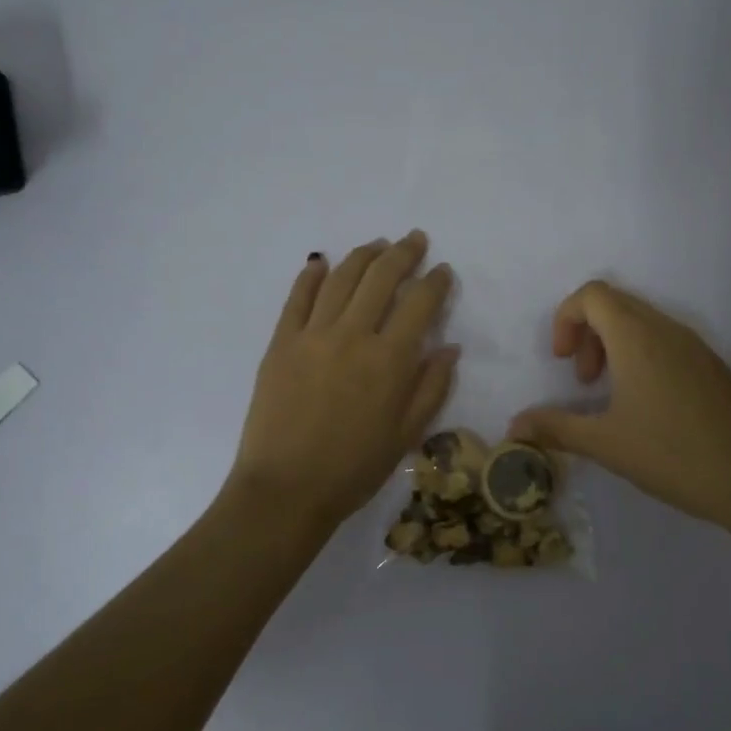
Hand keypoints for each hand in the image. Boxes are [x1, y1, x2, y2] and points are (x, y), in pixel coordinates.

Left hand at [229, 232, 457, 535]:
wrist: (285, 489)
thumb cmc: (354, 469)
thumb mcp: (406, 435)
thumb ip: (432, 387)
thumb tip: (450, 347)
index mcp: (390, 359)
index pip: (420, 303)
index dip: (436, 281)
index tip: (443, 270)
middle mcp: (353, 335)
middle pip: (382, 277)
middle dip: (403, 253)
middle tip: (414, 240)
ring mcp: (312, 335)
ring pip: (341, 278)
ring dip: (363, 255)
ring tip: (377, 244)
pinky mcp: (280, 342)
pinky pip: (297, 298)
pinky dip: (310, 275)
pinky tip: (320, 262)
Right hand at [509, 281, 730, 540]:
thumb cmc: (672, 455)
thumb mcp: (604, 443)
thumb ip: (554, 428)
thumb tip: (513, 427)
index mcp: (637, 337)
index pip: (592, 294)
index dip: (565, 318)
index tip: (562, 361)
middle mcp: (667, 329)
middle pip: (615, 303)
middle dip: (587, 333)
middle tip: (583, 380)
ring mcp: (695, 345)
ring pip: (642, 321)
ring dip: (614, 344)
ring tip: (610, 393)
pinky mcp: (712, 364)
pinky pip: (665, 339)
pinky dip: (641, 354)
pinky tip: (646, 404)